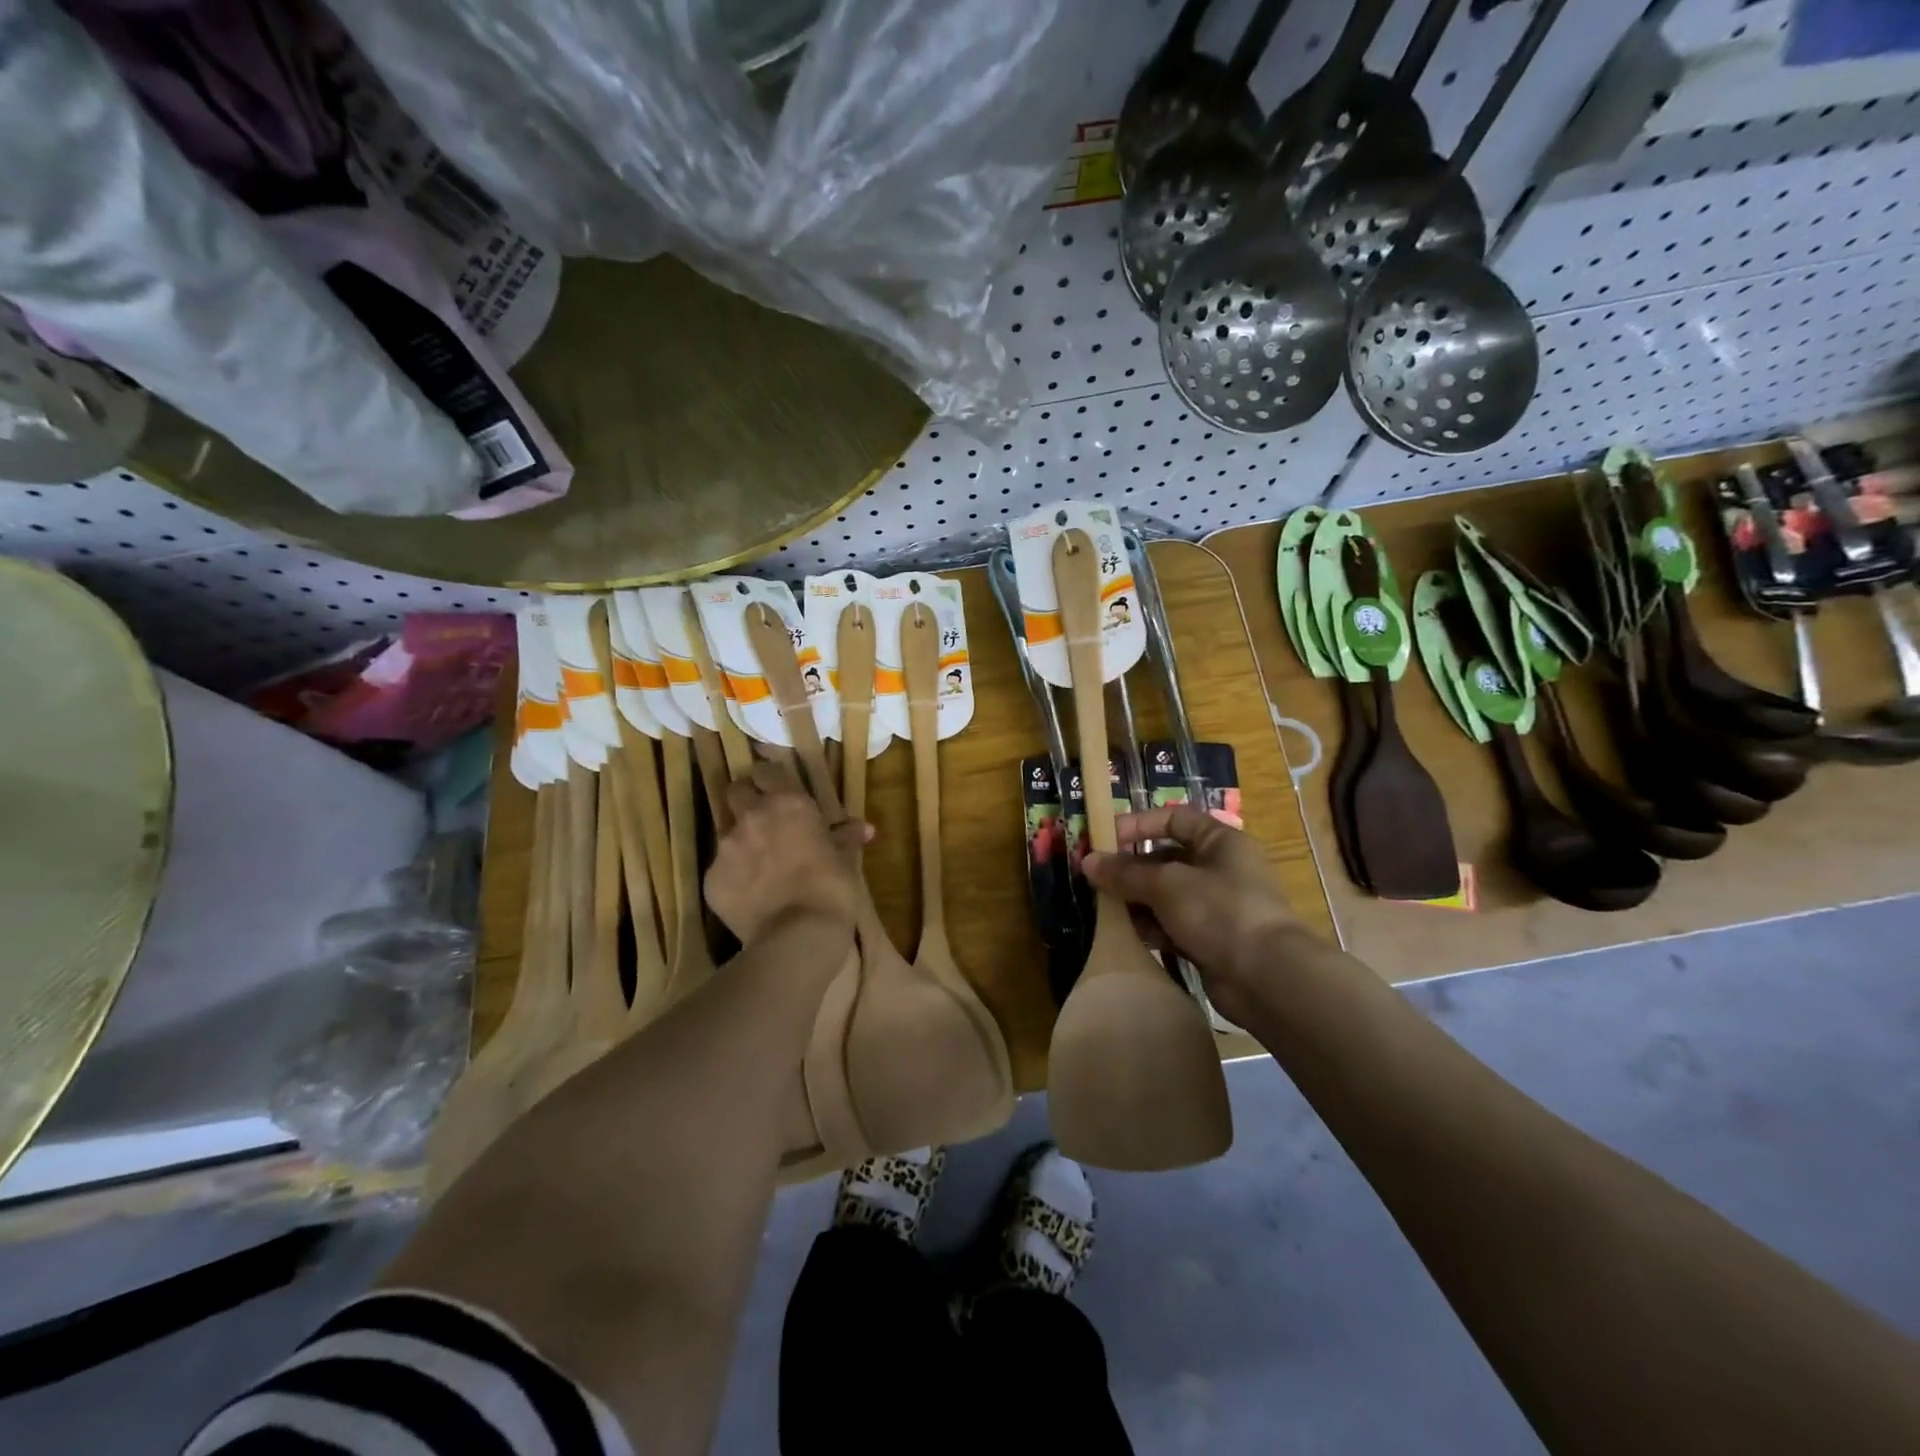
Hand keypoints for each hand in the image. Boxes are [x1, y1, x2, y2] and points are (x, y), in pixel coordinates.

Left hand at [704, 761, 866, 942]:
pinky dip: (733, 878)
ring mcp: (727, 847)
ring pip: (726, 832)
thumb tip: (863, 828)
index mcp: (789, 803)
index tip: (777, 788)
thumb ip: (847, 838)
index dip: (770, 778)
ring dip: (740, 842)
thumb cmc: (831, 889)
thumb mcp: (846, 860)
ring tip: (758, 867)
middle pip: (736, 791)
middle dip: (746, 800)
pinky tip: (751, 896)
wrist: (798, 935)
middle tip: (763, 820)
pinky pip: (720, 870)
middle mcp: (753, 816)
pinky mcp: (711, 879)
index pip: (768, 771)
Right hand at [1083, 806, 1303, 1021]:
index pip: (1175, 819)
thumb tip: (1088, 862)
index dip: (1139, 824)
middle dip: (1131, 869)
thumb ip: (1125, 873)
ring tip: (1105, 908)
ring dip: (1137, 901)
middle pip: (1167, 859)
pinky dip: (1152, 928)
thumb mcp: (1166, 884)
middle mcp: (1221, 870)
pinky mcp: (1212, 941)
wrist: (1267, 978)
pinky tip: (1127, 934)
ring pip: (1167, 896)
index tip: (1105, 838)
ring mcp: (1218, 907)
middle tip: (1095, 879)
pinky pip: (1173, 926)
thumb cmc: (1219, 911)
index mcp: (1221, 842)